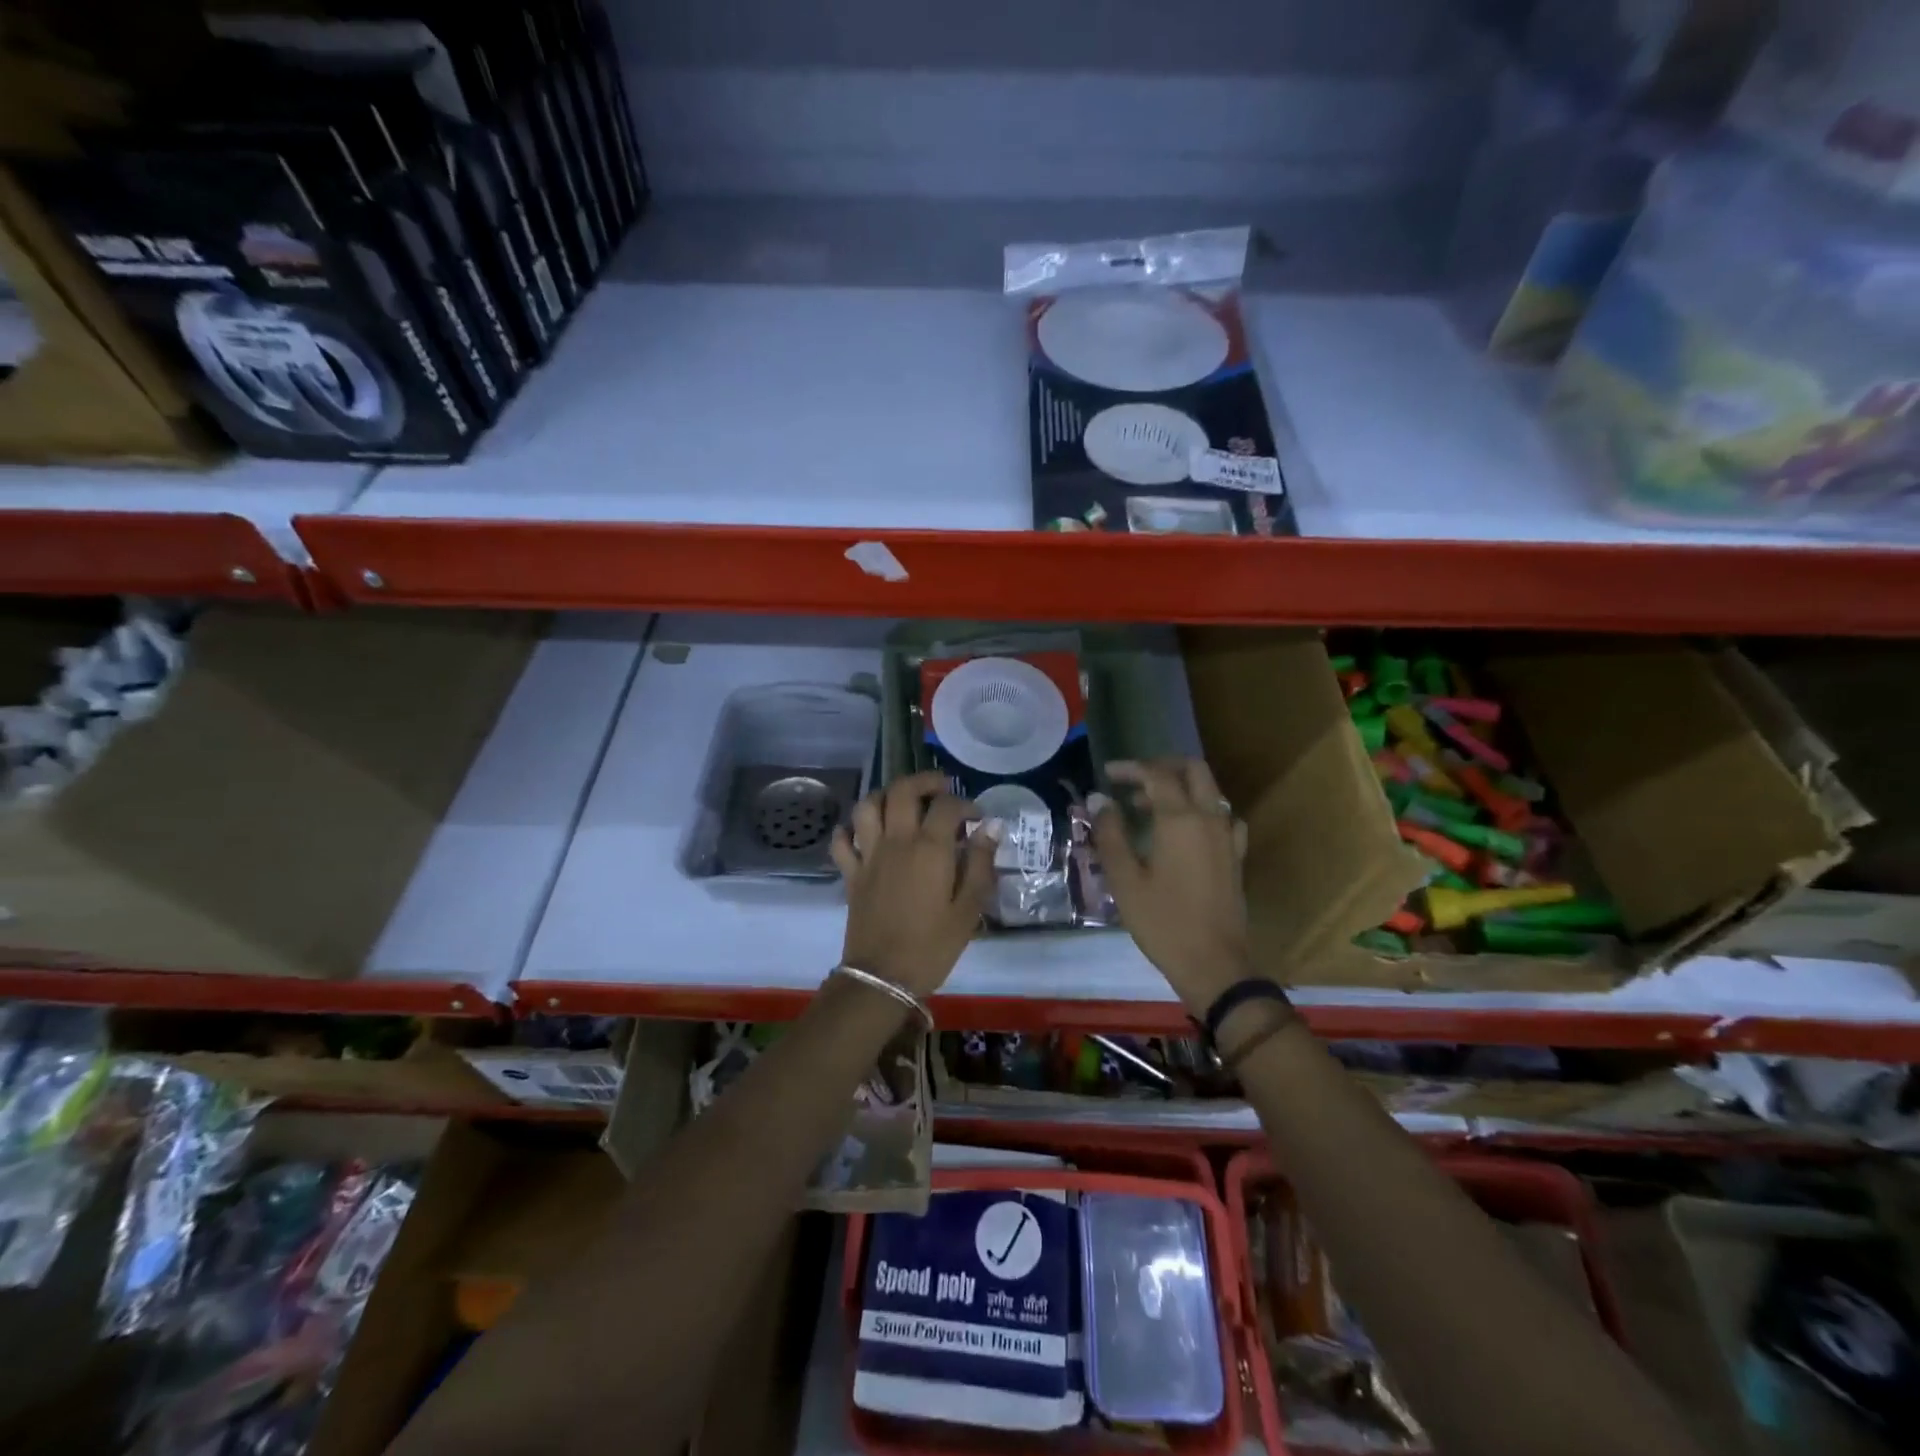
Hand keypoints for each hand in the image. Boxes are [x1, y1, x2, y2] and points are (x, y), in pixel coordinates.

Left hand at [830, 771, 997, 998]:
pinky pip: (842, 840)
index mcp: (930, 848)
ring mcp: (869, 855)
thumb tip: (990, 828)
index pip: (947, 806)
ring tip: (902, 802)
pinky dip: (851, 830)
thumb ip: (981, 864)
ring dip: (885, 795)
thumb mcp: (969, 909)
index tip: (977, 818)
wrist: (882, 977)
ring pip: (868, 805)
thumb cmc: (933, 946)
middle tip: (940, 787)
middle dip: (923, 781)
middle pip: (902, 791)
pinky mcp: (851, 873)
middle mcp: (896, 841)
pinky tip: (865, 833)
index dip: (965, 804)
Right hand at [1092, 758, 1253, 1015]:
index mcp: (1181, 820)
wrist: (1213, 965)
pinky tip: (1187, 829)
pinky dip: (1201, 810)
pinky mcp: (1235, 856)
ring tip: (1148, 805)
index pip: (1156, 775)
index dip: (1130, 769)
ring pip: (1210, 791)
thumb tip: (1099, 800)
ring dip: (1180, 787)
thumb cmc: (1163, 922)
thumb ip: (1110, 834)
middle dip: (1162, 766)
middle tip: (1132, 779)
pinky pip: (1223, 817)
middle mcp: (1210, 818)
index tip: (1106, 774)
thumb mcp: (1125, 879)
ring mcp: (1228, 837)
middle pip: (1193, 770)